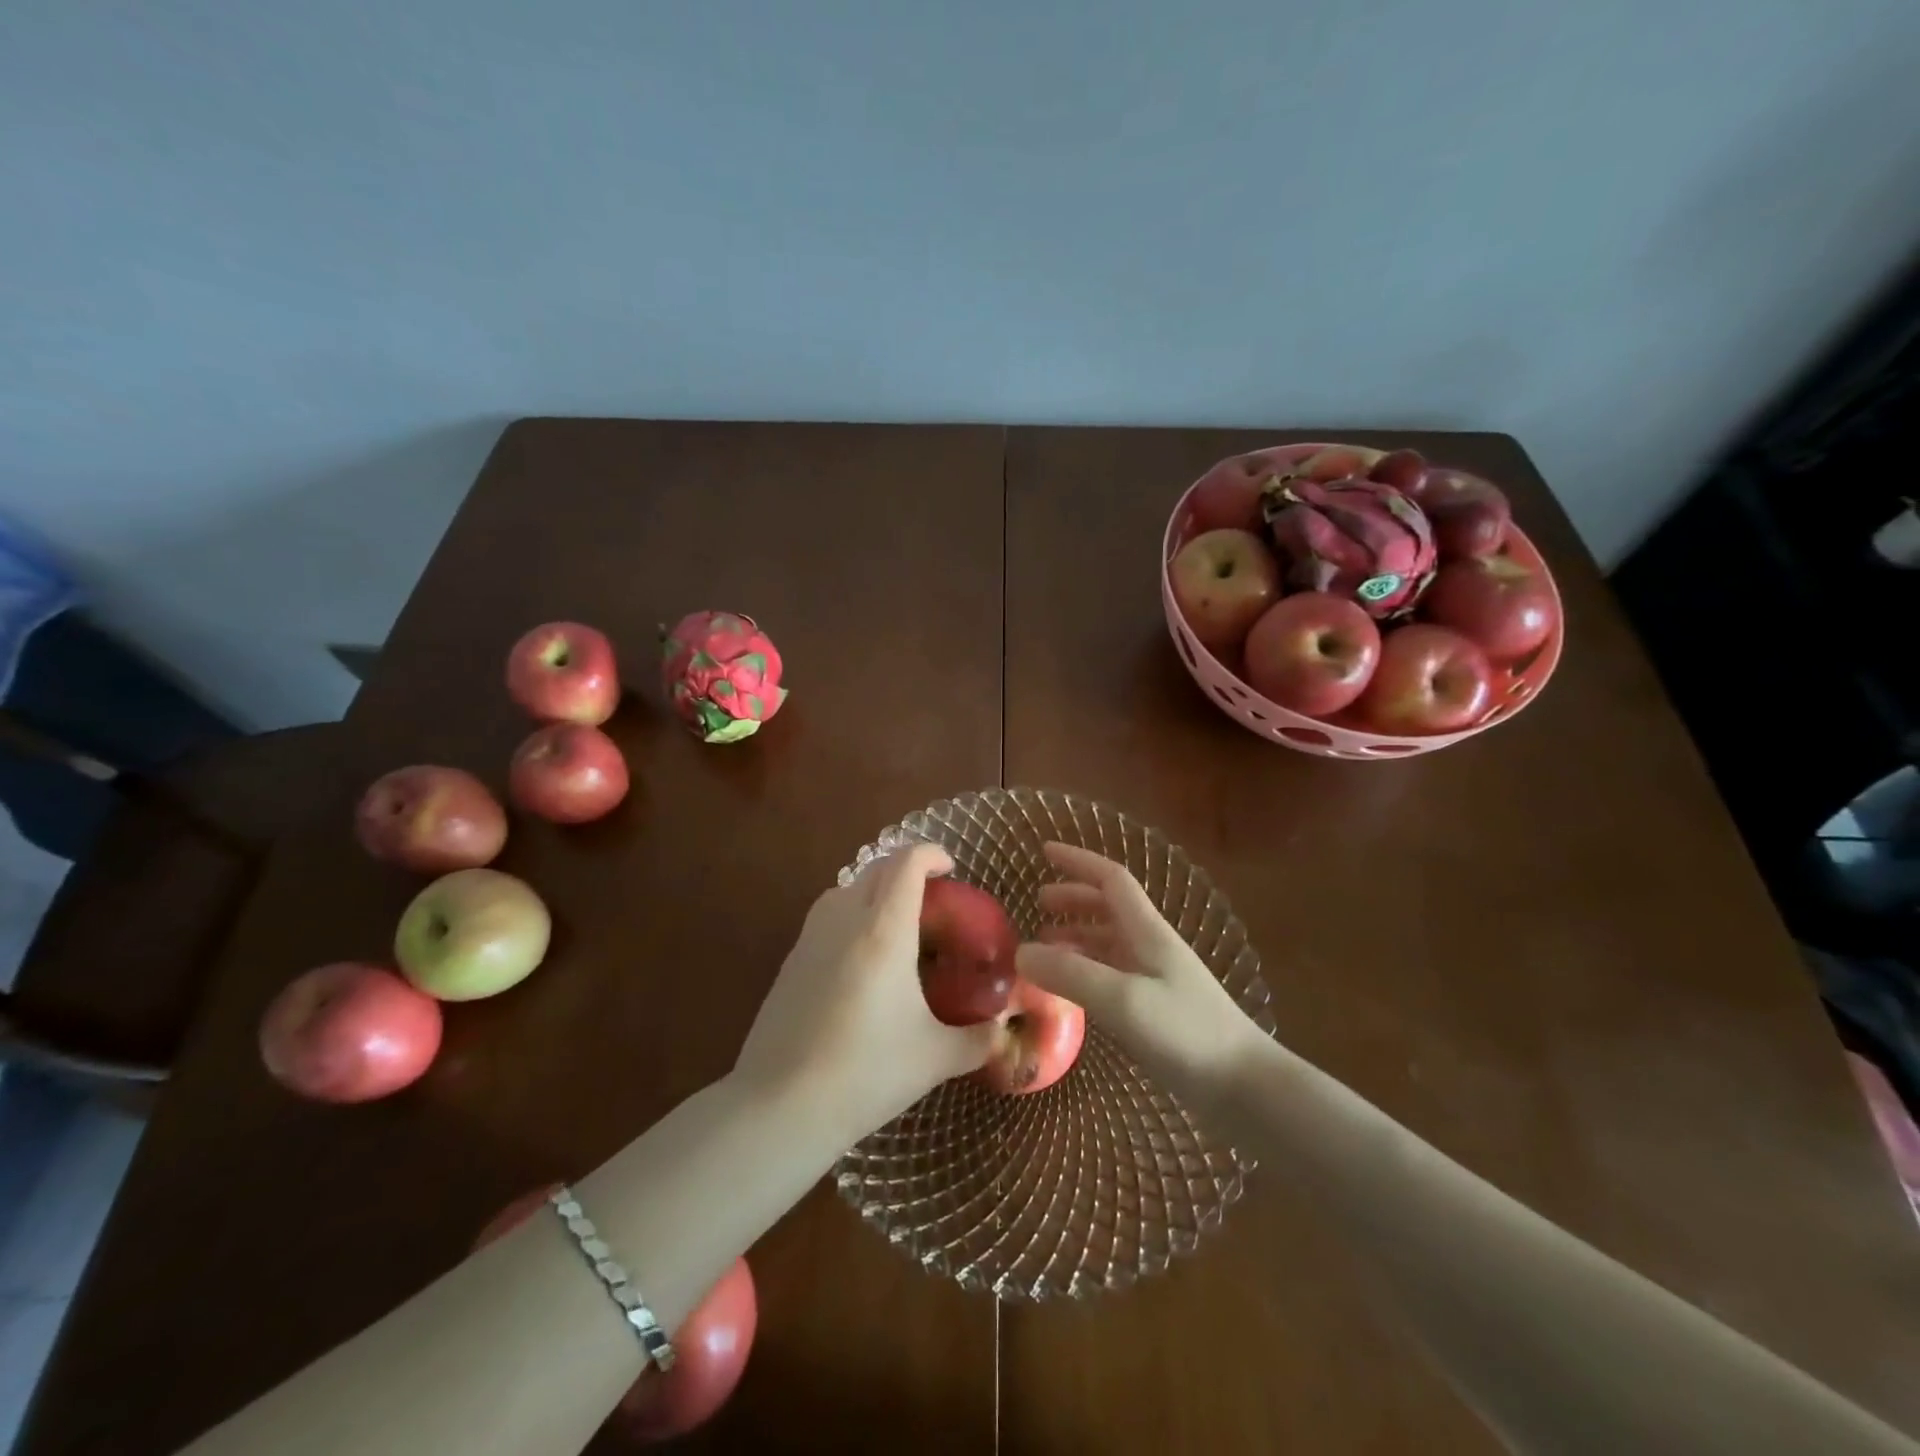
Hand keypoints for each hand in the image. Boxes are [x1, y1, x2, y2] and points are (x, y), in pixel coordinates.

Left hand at [733, 844, 996, 1143]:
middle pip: (876, 869)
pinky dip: (850, 916)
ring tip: (897, 925)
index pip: (906, 863)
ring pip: (845, 888)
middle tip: (933, 898)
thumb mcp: (935, 1058)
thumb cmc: (866, 1073)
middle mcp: (844, 920)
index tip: (951, 868)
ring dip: (874, 890)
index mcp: (883, 930)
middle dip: (906, 869)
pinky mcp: (789, 961)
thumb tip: (1005, 1027)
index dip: (931, 854)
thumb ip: (979, 1037)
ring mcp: (810, 938)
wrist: (780, 1106)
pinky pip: (825, 916)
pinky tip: (862, 960)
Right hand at [1017, 843, 1270, 1109]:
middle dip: (1073, 898)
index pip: (1111, 879)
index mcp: (1147, 931)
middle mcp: (1151, 947)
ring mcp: (1156, 979)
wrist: (1245, 1089)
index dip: (1078, 861)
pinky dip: (1085, 969)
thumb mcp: (1123, 1000)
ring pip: (1109, 941)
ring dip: (1076, 935)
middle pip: (1109, 907)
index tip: (1044, 851)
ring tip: (1043, 947)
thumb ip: (1071, 974)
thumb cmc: (1186, 1034)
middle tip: (1038, 903)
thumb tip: (1020, 952)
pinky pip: (1112, 974)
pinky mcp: (1156, 1010)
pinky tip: (1070, 989)